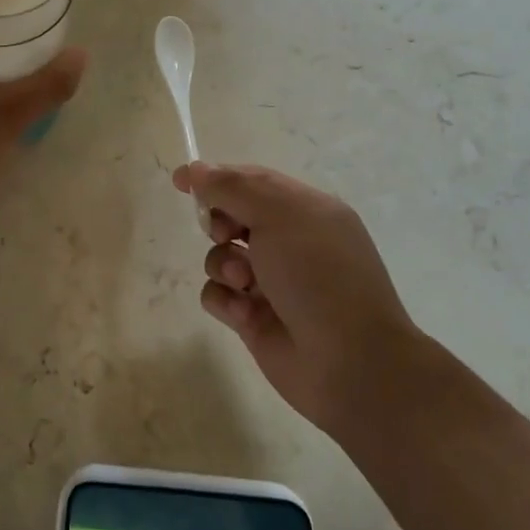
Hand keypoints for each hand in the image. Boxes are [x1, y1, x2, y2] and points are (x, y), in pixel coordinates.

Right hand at [173, 161, 424, 434]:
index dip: (216, 177)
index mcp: (306, 210)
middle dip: (219, 223)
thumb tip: (196, 169)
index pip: (253, 181)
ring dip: (222, 264)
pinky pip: (218, 295)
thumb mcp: (279, 215)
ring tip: (243, 283)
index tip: (180, 181)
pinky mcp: (253, 317)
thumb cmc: (319, 275)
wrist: (349, 361)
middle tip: (225, 233)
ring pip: (220, 257)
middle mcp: (289, 242)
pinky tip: (246, 314)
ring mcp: (271, 281)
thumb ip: (232, 187)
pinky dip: (226, 300)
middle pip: (232, 217)